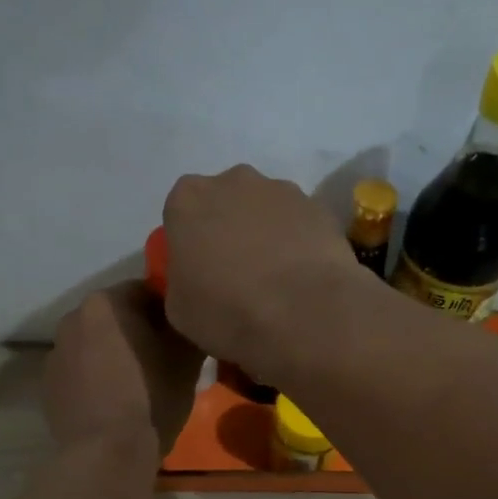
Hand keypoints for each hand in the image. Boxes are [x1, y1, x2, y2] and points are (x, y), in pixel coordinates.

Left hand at [45, 281, 202, 455]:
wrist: (108, 453)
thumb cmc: (152, 397)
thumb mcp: (188, 358)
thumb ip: (187, 326)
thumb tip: (187, 320)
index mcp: (106, 303)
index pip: (146, 291)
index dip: (169, 310)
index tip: (182, 334)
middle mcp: (72, 318)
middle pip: (116, 317)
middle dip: (139, 331)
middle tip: (164, 358)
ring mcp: (55, 353)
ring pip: (96, 345)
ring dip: (116, 354)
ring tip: (139, 383)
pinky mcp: (48, 386)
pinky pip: (81, 372)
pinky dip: (97, 379)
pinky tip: (115, 403)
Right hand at [161, 165, 363, 380]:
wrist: (302, 317)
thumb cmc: (226, 313)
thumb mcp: (178, 310)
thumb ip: (180, 281)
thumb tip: (195, 280)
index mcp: (188, 200)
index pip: (181, 213)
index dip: (190, 242)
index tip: (200, 272)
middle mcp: (233, 181)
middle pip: (226, 202)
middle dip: (229, 229)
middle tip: (237, 274)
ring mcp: (281, 190)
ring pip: (266, 210)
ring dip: (267, 234)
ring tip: (276, 279)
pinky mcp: (319, 208)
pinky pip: (300, 224)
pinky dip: (299, 244)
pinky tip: (303, 278)